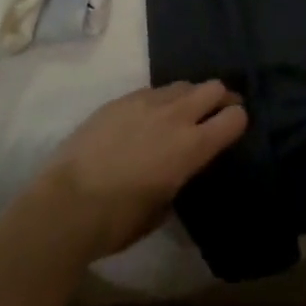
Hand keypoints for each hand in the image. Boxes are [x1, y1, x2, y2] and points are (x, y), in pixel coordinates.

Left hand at [29, 81, 248, 259]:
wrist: (66, 203)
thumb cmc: (118, 220)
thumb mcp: (163, 207)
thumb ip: (181, 177)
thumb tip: (180, 168)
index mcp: (192, 146)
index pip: (233, 117)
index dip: (239, 121)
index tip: (235, 130)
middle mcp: (175, 115)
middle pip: (213, 88)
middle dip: (221, 99)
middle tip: (217, 115)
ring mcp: (146, 101)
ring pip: (183, 85)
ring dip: (190, 97)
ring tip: (182, 115)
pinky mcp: (121, 99)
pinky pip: (153, 91)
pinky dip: (161, 100)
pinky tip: (149, 118)